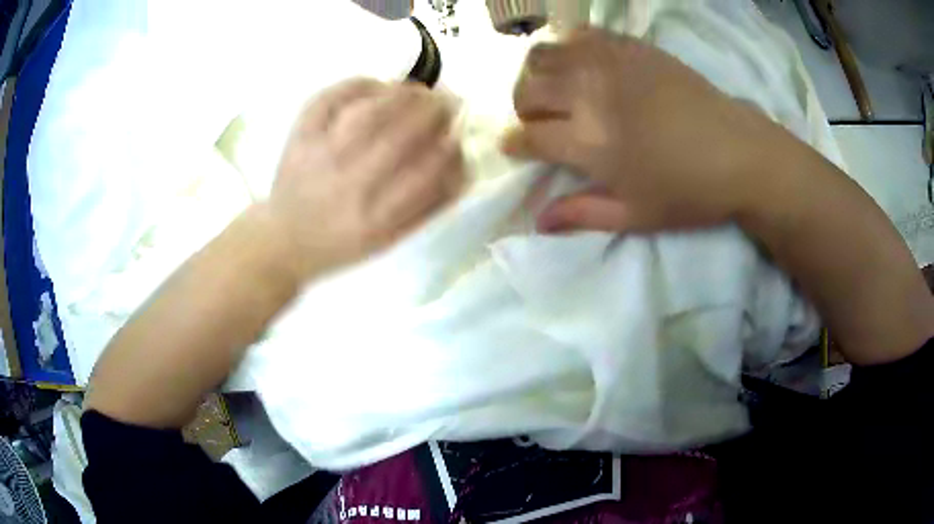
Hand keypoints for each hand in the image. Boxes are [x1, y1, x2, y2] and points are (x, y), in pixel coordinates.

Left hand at [266, 79, 463, 280]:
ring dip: (403, 93)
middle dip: (434, 111)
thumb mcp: (388, 240)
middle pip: (400, 135)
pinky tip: (378, 85)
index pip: (427, 174)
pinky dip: (359, 84)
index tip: (459, 135)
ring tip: (419, 91)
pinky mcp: (299, 137)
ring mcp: (320, 157)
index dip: (451, 147)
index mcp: (375, 220)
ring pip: (367, 112)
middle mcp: (349, 186)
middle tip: (448, 103)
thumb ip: (427, 208)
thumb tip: (463, 166)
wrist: (284, 240)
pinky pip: (330, 99)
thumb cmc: (342, 243)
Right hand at [503, 28, 782, 233]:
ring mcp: (610, 63)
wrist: (741, 153)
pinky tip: (581, 62)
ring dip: (537, 73)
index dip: (513, 142)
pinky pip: (581, 33)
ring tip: (556, 89)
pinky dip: (568, 46)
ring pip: (544, 54)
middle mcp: (591, 94)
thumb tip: (537, 222)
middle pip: (528, 89)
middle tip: (539, 120)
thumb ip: (582, 214)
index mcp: (591, 143)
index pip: (529, 135)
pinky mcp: (631, 46)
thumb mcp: (635, 216)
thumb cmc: (690, 192)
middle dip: (522, 106)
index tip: (513, 145)